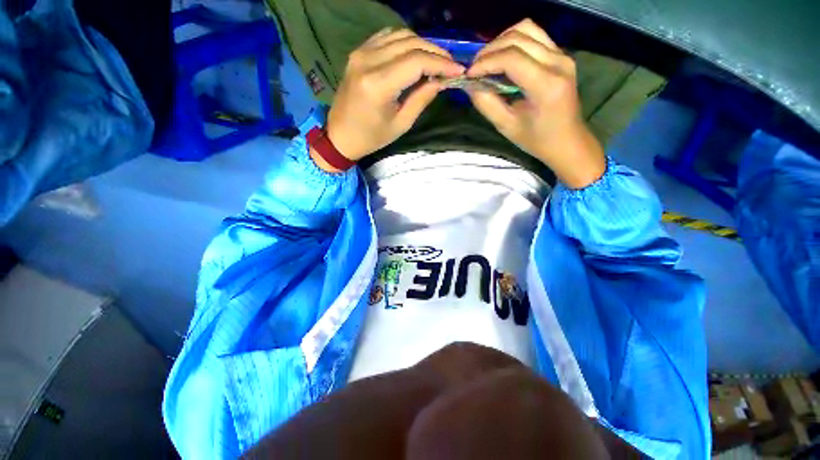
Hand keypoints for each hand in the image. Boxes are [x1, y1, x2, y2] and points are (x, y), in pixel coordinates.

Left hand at [314, 29, 464, 171]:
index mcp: (378, 84)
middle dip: (435, 52)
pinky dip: (404, 42)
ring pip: (399, 35)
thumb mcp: (401, 124)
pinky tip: (414, 54)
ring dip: (421, 45)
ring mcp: (360, 53)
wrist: (340, 135)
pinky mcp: (358, 52)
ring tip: (435, 60)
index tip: (458, 70)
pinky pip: (386, 37)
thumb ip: (421, 98)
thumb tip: (441, 80)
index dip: (441, 63)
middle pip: (410, 43)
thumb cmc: (371, 137)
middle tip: (450, 65)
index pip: (416, 61)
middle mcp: (368, 61)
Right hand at [467, 19, 605, 188]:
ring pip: (526, 29)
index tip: (469, 75)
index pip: (512, 58)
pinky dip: (514, 42)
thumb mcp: (506, 126)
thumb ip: (486, 103)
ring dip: (501, 41)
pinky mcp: (561, 55)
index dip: (486, 62)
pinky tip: (502, 58)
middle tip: (474, 69)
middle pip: (518, 38)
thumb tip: (469, 84)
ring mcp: (562, 55)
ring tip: (486, 61)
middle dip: (490, 50)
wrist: (567, 141)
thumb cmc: (536, 140)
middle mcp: (558, 62)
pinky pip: (534, 36)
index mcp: (546, 85)